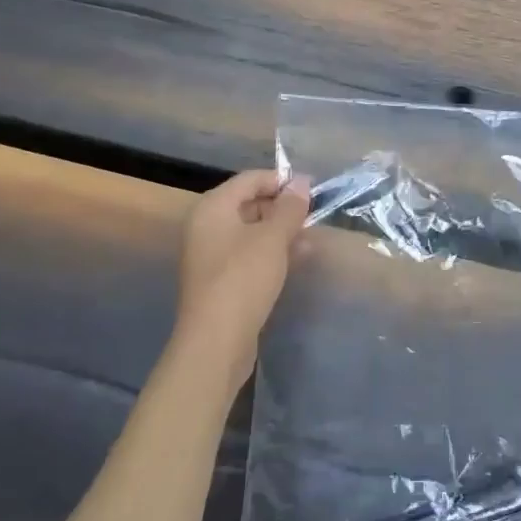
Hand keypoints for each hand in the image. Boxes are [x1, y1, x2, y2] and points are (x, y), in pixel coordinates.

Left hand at [174, 170, 310, 396]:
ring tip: (311, 237)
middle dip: (283, 207)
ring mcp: (211, 254)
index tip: (313, 189)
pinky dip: (271, 252)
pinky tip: (297, 259)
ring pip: (251, 231)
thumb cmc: (243, 278)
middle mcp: (206, 226)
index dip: (282, 180)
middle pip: (249, 203)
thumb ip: (290, 207)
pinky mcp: (220, 279)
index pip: (250, 179)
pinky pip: (248, 254)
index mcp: (213, 207)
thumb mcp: (273, 238)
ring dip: (281, 231)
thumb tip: (301, 181)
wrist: (216, 342)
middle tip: (313, 215)